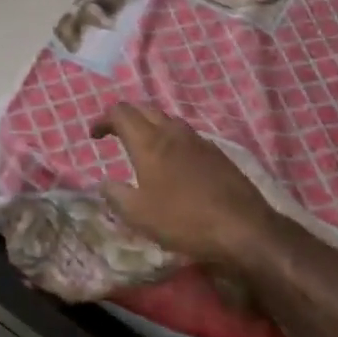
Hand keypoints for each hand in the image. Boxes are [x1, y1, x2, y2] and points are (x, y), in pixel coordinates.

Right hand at [89, 103, 282, 273]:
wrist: (243, 227)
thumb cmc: (184, 220)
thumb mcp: (138, 216)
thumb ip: (116, 195)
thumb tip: (105, 183)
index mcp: (149, 142)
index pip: (121, 113)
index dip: (103, 119)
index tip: (94, 135)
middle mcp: (172, 133)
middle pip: (144, 109)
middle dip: (126, 117)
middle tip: (115, 134)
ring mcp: (198, 140)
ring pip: (167, 119)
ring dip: (150, 125)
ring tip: (142, 145)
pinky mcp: (216, 153)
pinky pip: (186, 135)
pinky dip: (171, 138)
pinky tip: (173, 161)